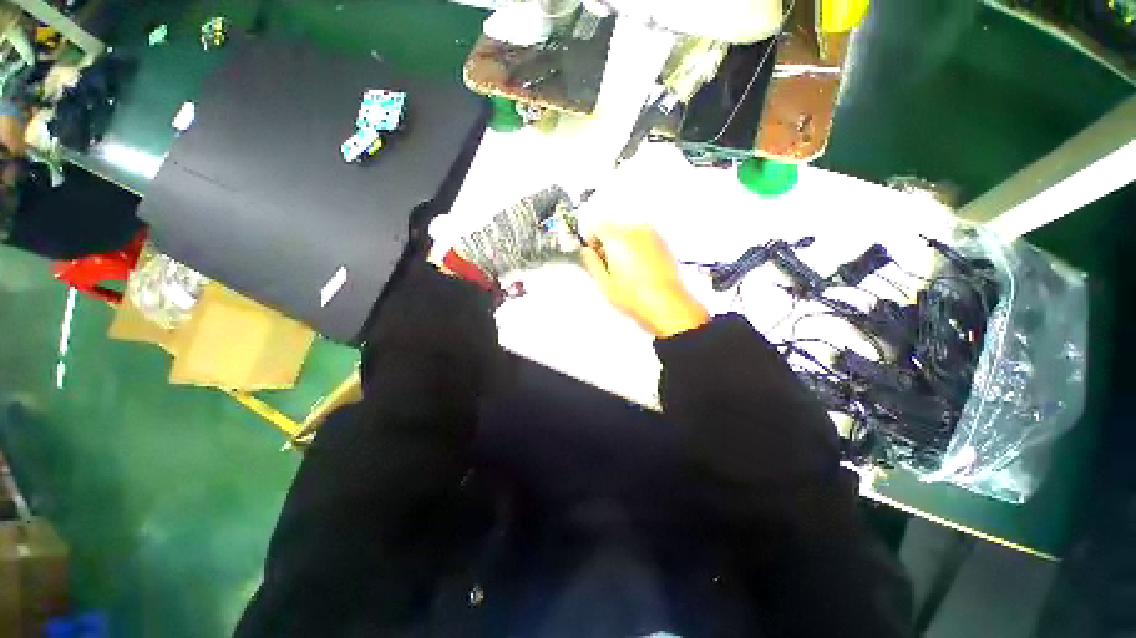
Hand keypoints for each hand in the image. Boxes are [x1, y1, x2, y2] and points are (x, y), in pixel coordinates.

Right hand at [580, 223, 708, 337]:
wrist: (666, 303)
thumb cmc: (637, 296)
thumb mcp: (604, 283)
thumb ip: (591, 262)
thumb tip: (588, 253)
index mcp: (616, 238)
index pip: (596, 226)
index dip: (591, 240)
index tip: (593, 252)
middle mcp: (634, 230)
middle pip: (613, 228)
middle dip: (607, 243)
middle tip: (608, 265)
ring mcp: (651, 235)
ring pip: (629, 232)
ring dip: (623, 245)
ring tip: (625, 269)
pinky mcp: (662, 242)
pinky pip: (643, 238)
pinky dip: (638, 248)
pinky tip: (638, 268)